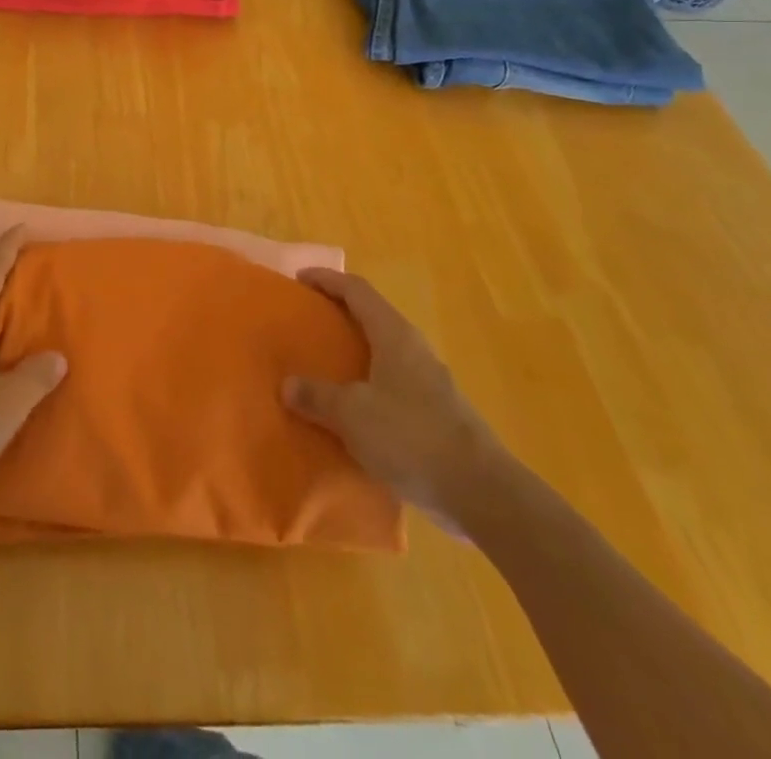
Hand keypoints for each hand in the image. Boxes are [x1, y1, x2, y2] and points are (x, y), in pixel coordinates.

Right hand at [283, 268, 504, 531]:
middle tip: (308, 323)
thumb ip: (317, 396)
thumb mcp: (352, 414)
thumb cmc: (412, 437)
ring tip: (325, 367)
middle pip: (373, 318)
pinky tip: (354, 411)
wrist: (482, 493)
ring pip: (384, 353)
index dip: (327, 279)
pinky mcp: (437, 414)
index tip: (299, 278)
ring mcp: (430, 383)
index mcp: (394, 335)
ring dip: (355, 353)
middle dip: (340, 315)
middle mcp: (414, 349)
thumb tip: (288, 384)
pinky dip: (369, 385)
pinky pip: (393, 385)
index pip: (357, 290)